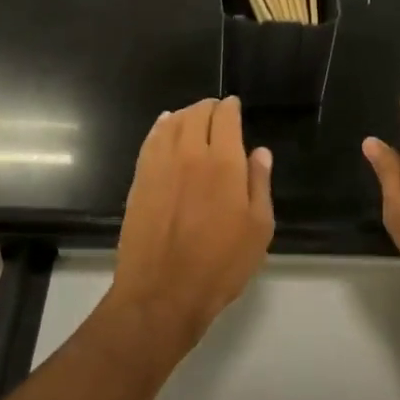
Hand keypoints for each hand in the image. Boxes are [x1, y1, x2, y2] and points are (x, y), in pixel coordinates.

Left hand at [108, 96, 273, 361]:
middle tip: (217, 112)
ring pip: (172, 122)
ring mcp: (160, 164)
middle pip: (197, 113)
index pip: (225, 117)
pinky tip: (166, 126)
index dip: (231, 107)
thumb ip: (259, 184)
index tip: (235, 107)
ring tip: (194, 117)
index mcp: (224, 162)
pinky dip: (162, 126)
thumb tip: (260, 152)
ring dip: (186, 113)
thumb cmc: (220, 265)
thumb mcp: (258, 229)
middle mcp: (191, 153)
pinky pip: (151, 139)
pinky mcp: (140, 178)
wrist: (162, 293)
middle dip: (209, 107)